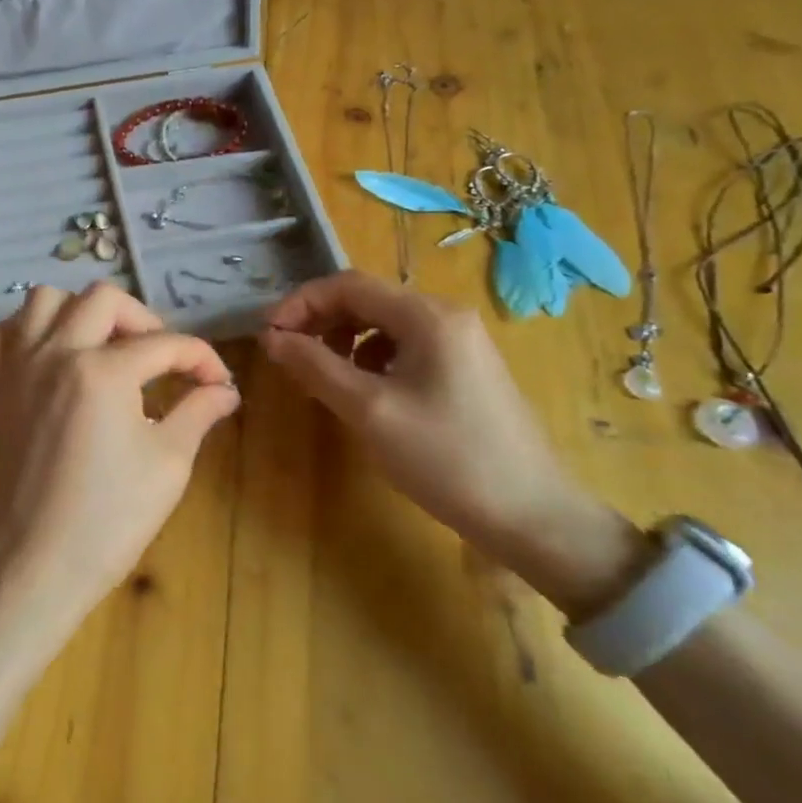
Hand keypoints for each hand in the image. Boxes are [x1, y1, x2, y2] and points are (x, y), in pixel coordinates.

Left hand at [0, 283, 239, 621]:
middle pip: (102, 299)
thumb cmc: (108, 520)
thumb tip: (224, 390)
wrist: (35, 563)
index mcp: (103, 371)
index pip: (164, 344)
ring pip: (42, 300)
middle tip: (159, 357)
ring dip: (78, 312)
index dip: (201, 359)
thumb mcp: (168, 465)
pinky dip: (17, 335)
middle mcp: (54, 353)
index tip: (217, 382)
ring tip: (100, 346)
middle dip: (142, 319)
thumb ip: (198, 413)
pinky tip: (41, 358)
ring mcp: (16, 367)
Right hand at [258, 272, 646, 617]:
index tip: (268, 336)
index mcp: (427, 316)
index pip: (348, 285)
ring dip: (341, 340)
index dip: (300, 303)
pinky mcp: (463, 369)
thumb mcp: (369, 411)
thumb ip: (315, 367)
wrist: (533, 517)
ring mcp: (459, 343)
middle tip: (286, 355)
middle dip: (319, 321)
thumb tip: (272, 338)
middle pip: (366, 300)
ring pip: (382, 324)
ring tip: (320, 375)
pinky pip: (402, 347)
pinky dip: (369, 359)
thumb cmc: (447, 458)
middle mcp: (445, 316)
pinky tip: (361, 391)